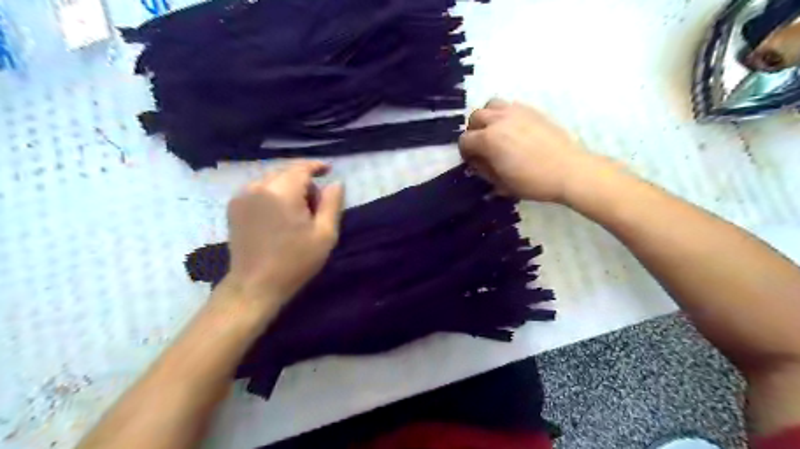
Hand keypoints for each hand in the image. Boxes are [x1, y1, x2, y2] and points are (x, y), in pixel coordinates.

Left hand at [221, 159, 342, 303]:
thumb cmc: (295, 261)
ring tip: (297, 213)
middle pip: (286, 172)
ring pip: (272, 180)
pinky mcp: (234, 206)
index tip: (329, 169)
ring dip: (288, 188)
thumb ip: (332, 204)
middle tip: (316, 205)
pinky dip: (273, 194)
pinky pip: (259, 189)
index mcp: (281, 192)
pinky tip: (279, 215)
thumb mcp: (324, 234)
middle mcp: (258, 187)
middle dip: (304, 182)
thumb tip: (336, 183)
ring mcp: (242, 196)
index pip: (301, 168)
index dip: (316, 166)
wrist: (255, 285)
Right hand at [456, 99, 616, 203]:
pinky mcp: (531, 110)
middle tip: (482, 147)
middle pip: (475, 117)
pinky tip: (513, 129)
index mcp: (489, 139)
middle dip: (473, 132)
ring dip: (487, 118)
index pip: (465, 140)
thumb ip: (484, 170)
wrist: (569, 170)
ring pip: (490, 105)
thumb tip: (477, 162)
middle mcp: (499, 120)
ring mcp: (516, 111)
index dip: (465, 153)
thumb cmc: (533, 182)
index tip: (473, 162)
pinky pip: (509, 105)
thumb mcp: (501, 183)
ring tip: (495, 132)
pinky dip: (504, 114)